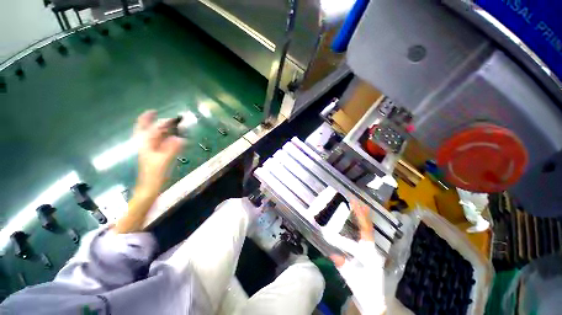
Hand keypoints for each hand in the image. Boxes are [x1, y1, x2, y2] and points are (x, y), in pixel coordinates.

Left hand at [113, 111, 183, 233]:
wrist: (149, 189)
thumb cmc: (154, 175)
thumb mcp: (163, 161)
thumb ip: (171, 149)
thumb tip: (180, 138)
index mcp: (146, 146)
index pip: (149, 130)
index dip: (150, 120)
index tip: (153, 111)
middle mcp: (146, 147)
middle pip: (145, 131)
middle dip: (150, 123)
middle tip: (156, 116)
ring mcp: (150, 152)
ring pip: (152, 138)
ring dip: (158, 130)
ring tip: (166, 126)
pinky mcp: (155, 158)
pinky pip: (159, 144)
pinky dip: (164, 139)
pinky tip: (170, 140)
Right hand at [330, 200, 385, 313]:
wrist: (375, 300)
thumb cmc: (364, 288)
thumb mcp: (351, 277)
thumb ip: (342, 265)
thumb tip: (332, 253)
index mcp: (369, 253)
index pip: (362, 233)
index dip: (357, 219)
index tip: (349, 211)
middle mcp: (372, 249)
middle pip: (368, 227)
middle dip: (362, 213)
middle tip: (355, 201)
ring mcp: (372, 250)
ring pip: (369, 229)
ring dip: (364, 217)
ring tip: (359, 206)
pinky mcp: (369, 252)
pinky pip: (366, 234)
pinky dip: (363, 224)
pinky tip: (359, 220)